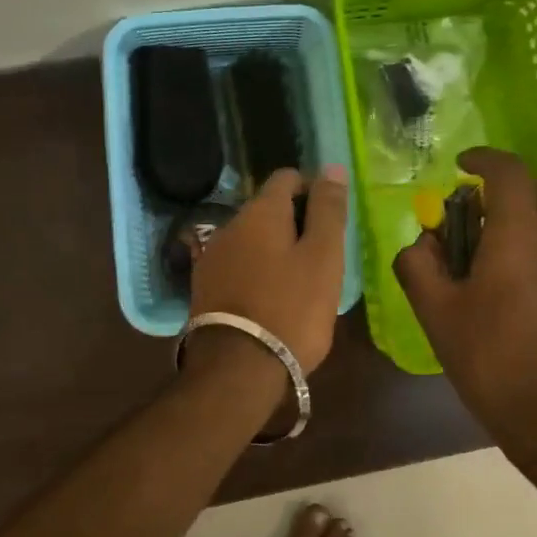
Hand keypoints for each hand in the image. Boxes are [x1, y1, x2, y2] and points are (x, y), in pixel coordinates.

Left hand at [190, 165, 349, 372]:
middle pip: (267, 209)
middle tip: (323, 255)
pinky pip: (238, 265)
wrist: (238, 369)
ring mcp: (212, 257)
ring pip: (252, 239)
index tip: (331, 218)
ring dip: (275, 248)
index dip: (313, 189)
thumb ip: (328, 210)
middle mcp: (229, 225)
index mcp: (260, 212)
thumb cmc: (292, 308)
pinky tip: (272, 297)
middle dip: (295, 222)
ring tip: (300, 280)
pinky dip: (257, 271)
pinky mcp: (204, 287)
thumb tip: (332, 168)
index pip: (287, 178)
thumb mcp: (323, 257)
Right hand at [394, 149, 536, 468]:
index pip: (508, 171)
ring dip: (510, 218)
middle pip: (528, 190)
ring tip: (477, 254)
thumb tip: (420, 243)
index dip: (482, 158)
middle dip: (493, 191)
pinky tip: (503, 282)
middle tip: (460, 217)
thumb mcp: (435, 311)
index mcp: (520, 234)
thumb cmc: (489, 358)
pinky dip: (527, 242)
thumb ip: (418, 263)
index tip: (458, 166)